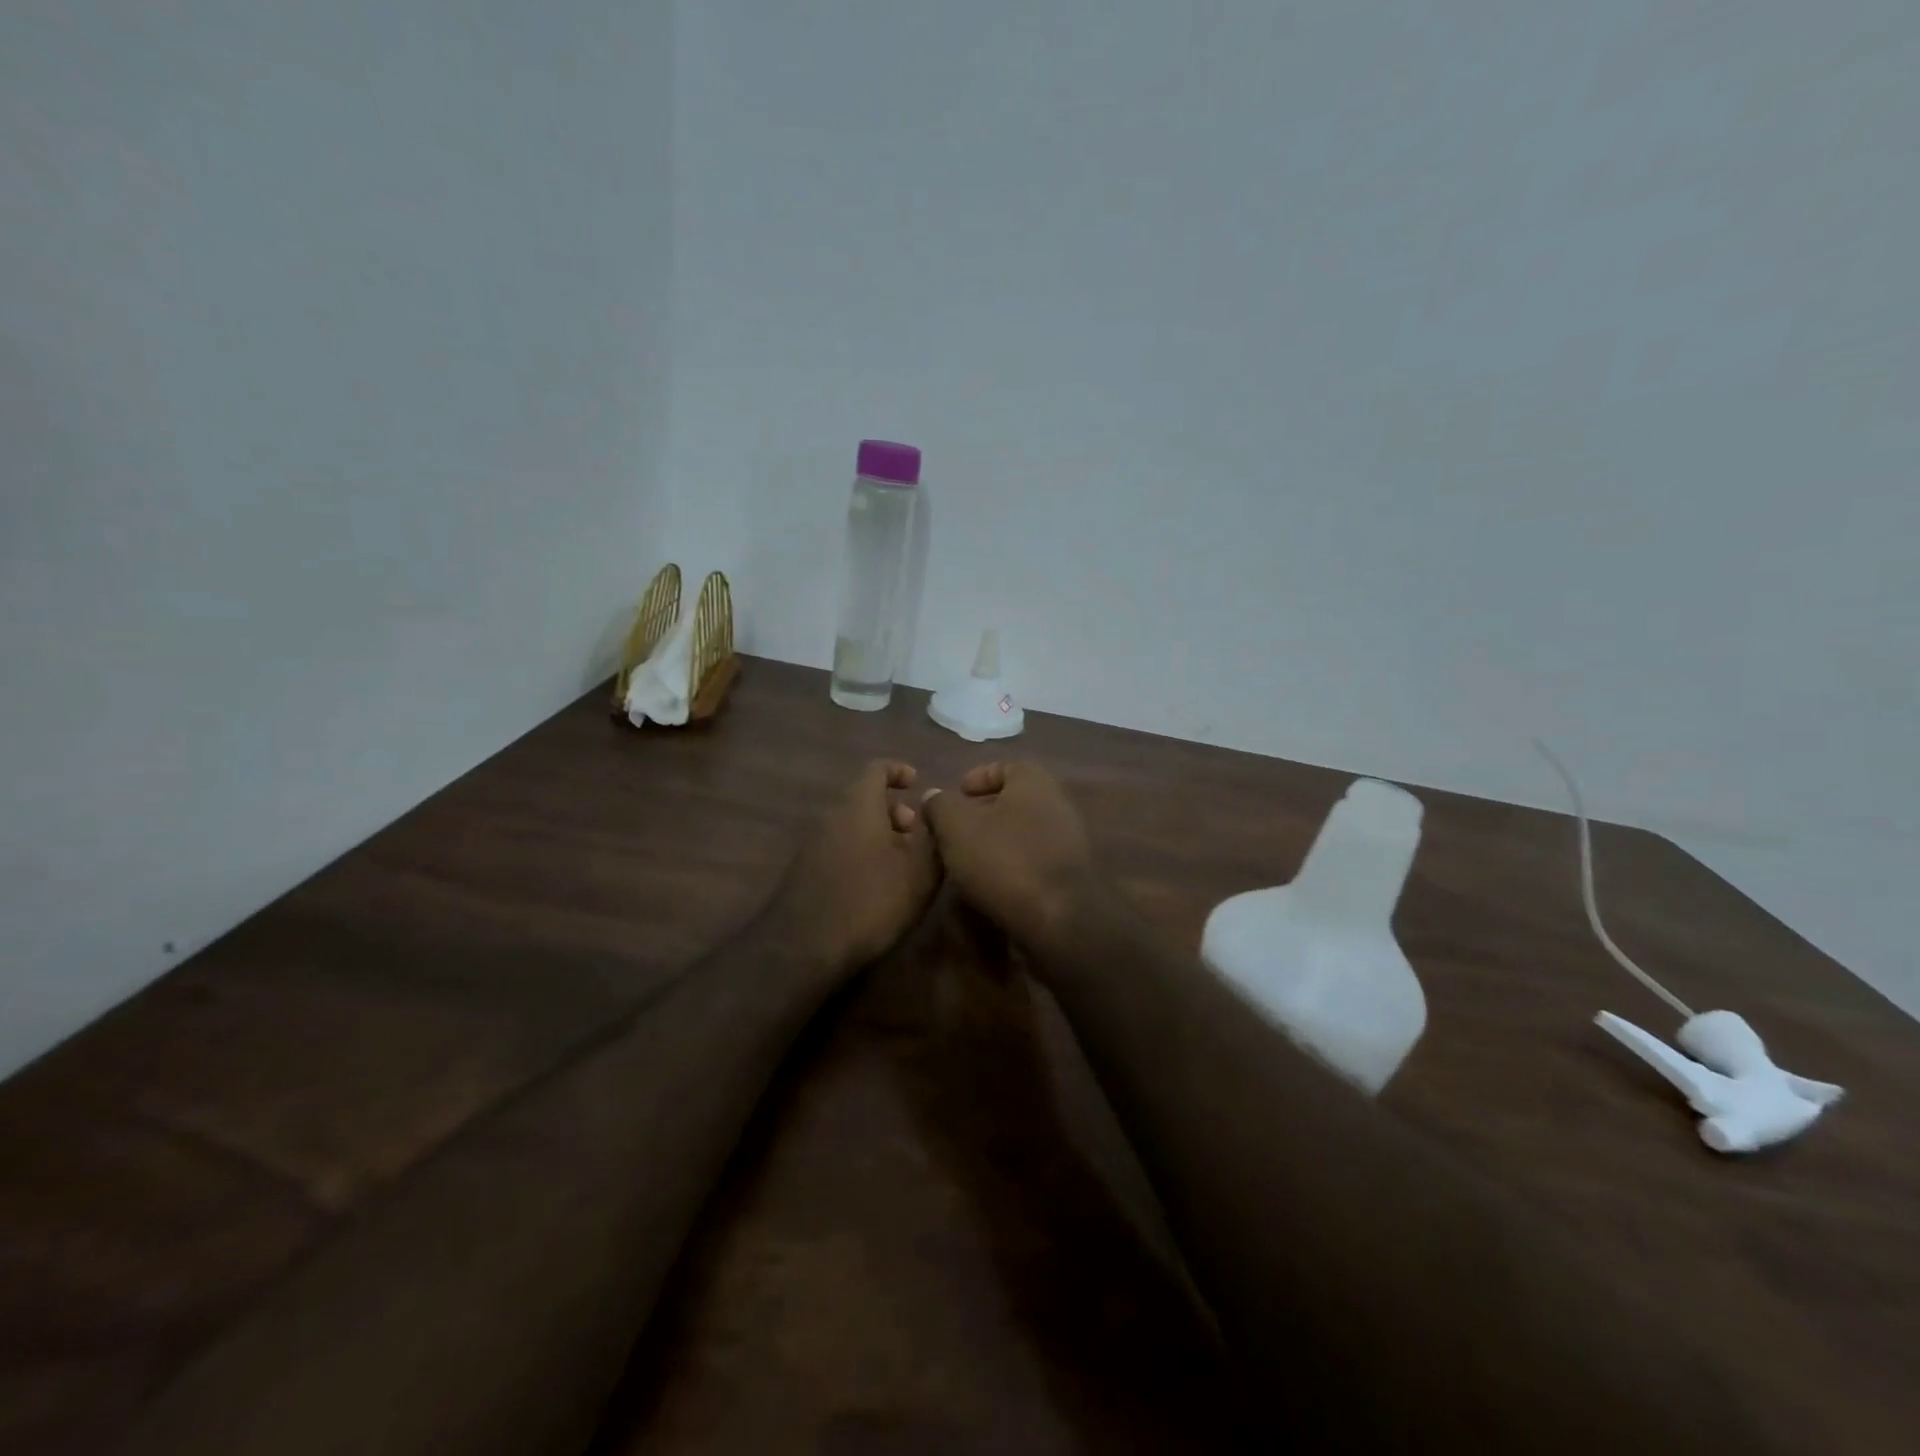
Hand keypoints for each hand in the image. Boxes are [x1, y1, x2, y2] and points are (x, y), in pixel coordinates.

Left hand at [776, 760, 940, 975]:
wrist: (806, 946)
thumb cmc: (872, 899)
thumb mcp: (920, 870)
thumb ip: (934, 833)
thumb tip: (935, 807)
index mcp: (859, 804)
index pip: (877, 768)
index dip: (899, 771)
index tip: (917, 784)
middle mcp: (832, 815)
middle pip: (864, 798)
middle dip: (894, 811)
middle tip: (917, 835)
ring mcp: (813, 844)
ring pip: (852, 825)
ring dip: (879, 836)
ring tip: (904, 865)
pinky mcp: (806, 872)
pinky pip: (840, 848)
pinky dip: (862, 854)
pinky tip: (878, 886)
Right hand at [919, 762, 1103, 953]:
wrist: (1058, 918)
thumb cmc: (1003, 860)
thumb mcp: (956, 827)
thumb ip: (941, 806)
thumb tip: (934, 797)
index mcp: (1034, 781)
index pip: (1005, 766)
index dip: (977, 777)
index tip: (956, 795)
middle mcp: (1057, 803)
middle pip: (1014, 800)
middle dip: (984, 812)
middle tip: (956, 829)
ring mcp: (1069, 839)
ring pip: (1024, 831)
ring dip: (997, 841)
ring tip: (968, 859)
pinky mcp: (1070, 873)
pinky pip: (1034, 858)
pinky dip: (1013, 864)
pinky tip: (992, 883)